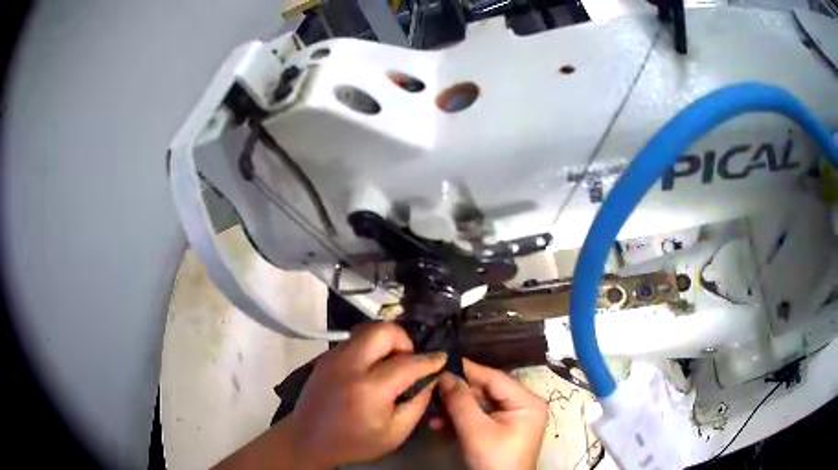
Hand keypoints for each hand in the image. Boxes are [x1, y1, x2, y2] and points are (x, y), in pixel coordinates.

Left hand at [288, 322, 446, 468]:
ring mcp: (333, 356)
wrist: (308, 439)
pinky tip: (373, 367)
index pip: (408, 363)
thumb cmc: (354, 443)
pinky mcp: (325, 356)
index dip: (430, 360)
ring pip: (367, 330)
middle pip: (383, 330)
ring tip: (391, 363)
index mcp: (369, 389)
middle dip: (404, 340)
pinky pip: (355, 340)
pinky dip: (370, 346)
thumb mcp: (395, 433)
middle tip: (409, 359)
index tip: (441, 358)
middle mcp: (349, 365)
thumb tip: (430, 378)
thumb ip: (417, 403)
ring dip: (386, 341)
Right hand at [435, 360, 547, 469]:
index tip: (442, 361)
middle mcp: (522, 406)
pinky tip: (438, 425)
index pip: (495, 377)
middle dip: (457, 394)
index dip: (467, 369)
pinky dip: (459, 422)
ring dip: (454, 410)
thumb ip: (460, 401)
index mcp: (527, 402)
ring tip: (431, 410)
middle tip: (431, 387)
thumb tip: (444, 374)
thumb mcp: (476, 430)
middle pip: (485, 391)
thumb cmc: (495, 459)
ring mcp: (510, 419)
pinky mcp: (499, 431)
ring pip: (478, 406)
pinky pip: (478, 419)